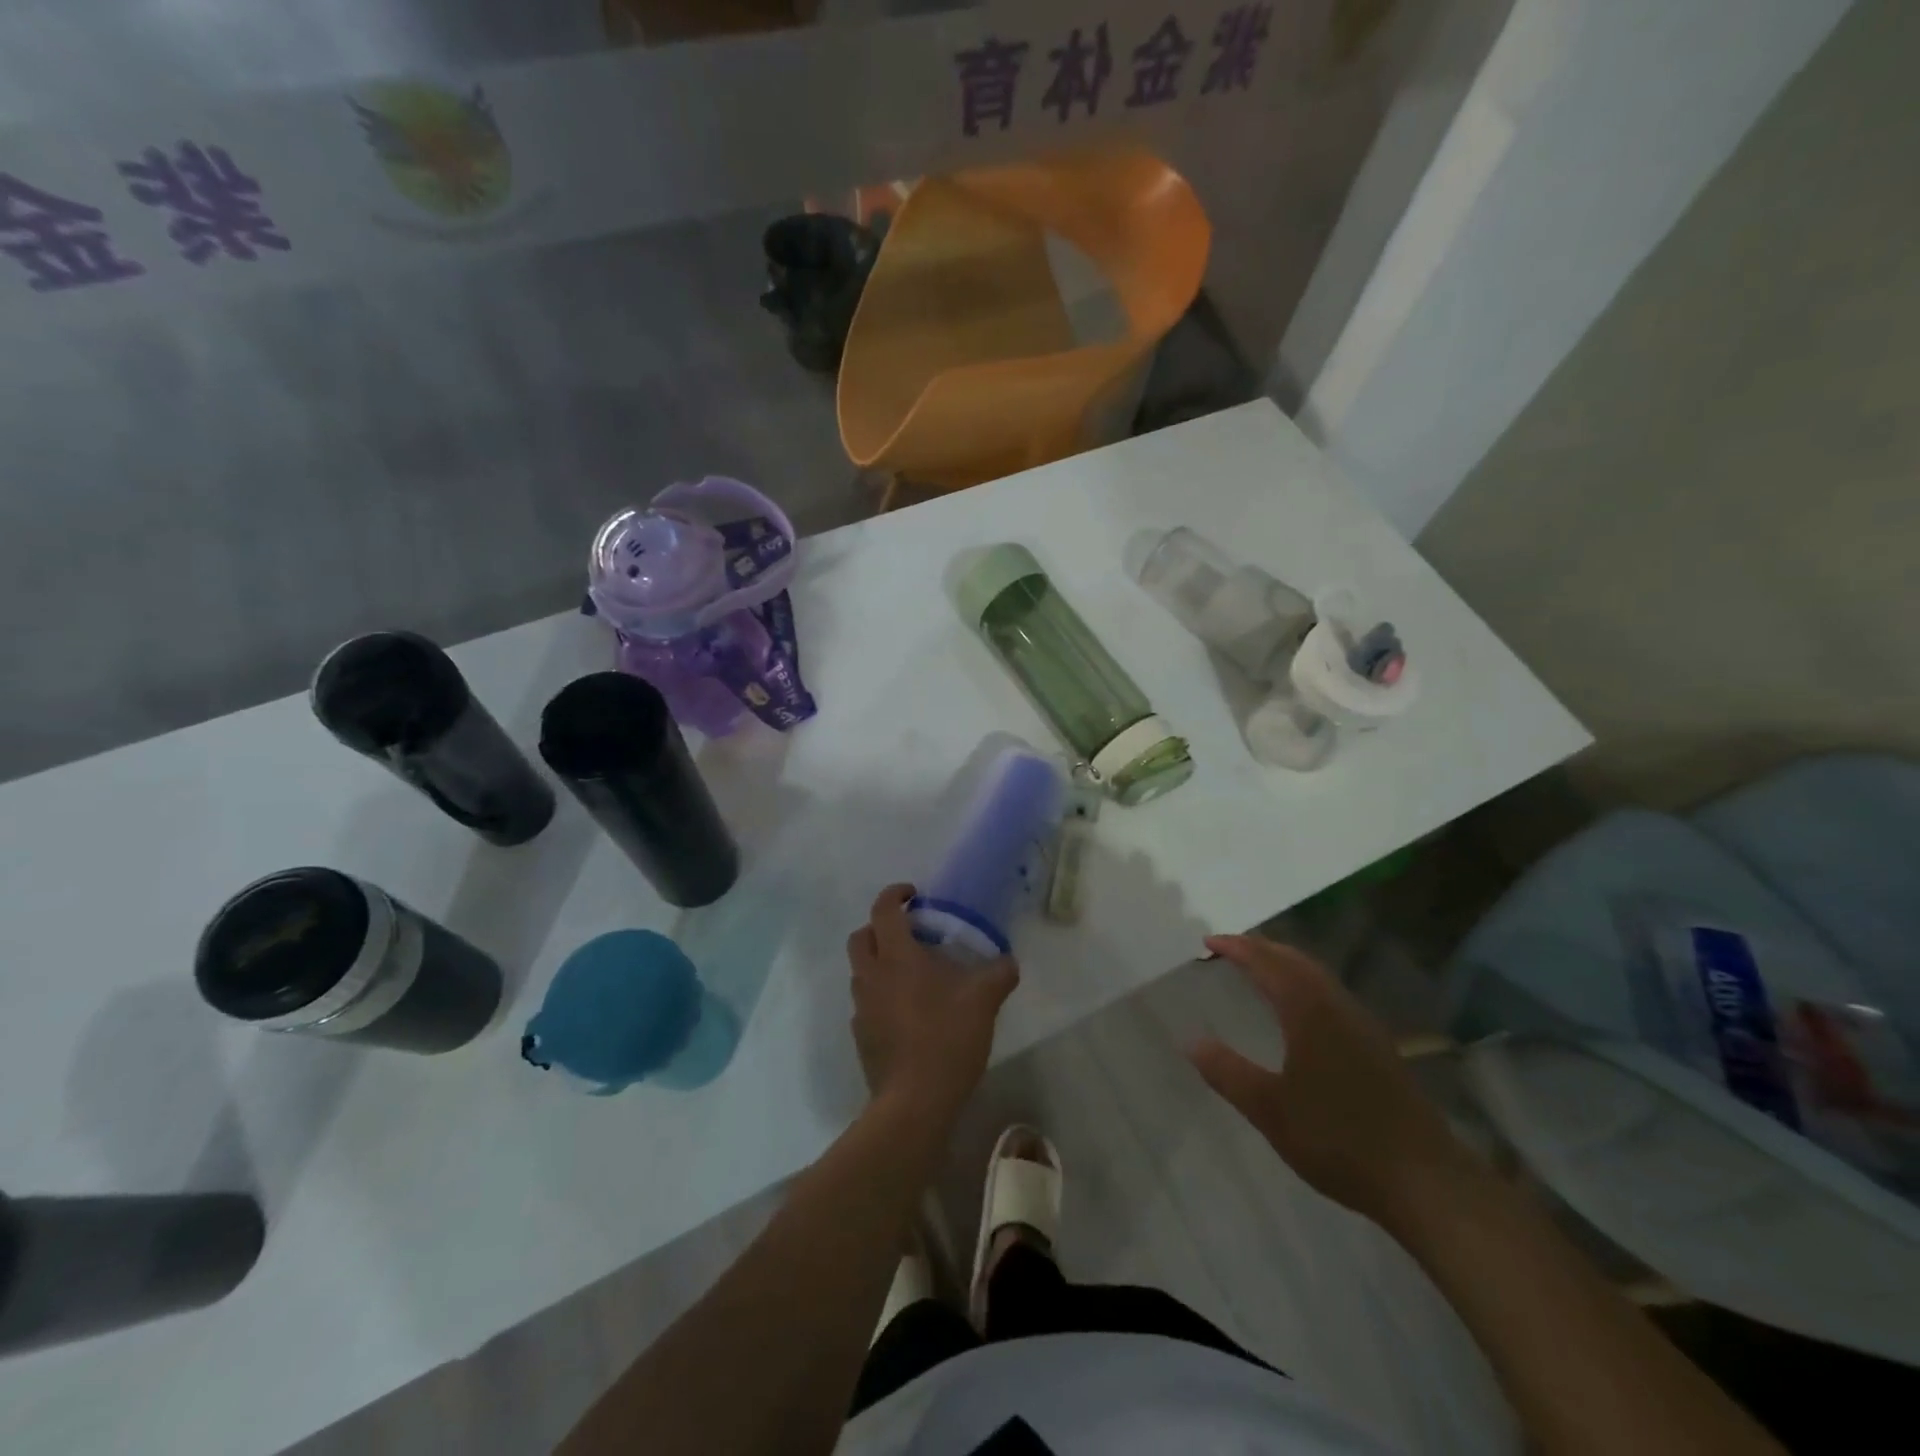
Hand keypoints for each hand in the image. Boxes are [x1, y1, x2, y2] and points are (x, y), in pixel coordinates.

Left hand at [846, 884, 1019, 1123]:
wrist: (914, 1101)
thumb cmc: (947, 1038)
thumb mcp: (983, 1001)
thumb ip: (999, 974)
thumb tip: (1008, 961)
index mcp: (896, 957)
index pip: (883, 910)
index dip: (895, 894)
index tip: (914, 895)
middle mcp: (872, 976)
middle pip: (861, 937)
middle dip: (879, 927)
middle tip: (909, 933)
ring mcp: (861, 1007)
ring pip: (861, 971)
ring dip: (879, 961)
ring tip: (913, 974)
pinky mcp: (861, 1035)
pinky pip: (866, 1002)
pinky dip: (880, 995)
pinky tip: (908, 1012)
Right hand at [1188, 934, 1476, 1226]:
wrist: (1424, 1180)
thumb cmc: (1338, 1139)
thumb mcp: (1270, 1109)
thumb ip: (1228, 1072)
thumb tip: (1191, 1041)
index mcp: (1309, 1012)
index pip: (1268, 964)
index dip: (1237, 948)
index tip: (1209, 942)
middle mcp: (1337, 1007)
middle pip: (1296, 960)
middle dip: (1262, 948)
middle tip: (1230, 947)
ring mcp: (1362, 1026)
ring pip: (1318, 976)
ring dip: (1286, 963)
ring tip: (1259, 968)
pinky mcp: (1377, 1047)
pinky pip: (1331, 994)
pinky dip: (1304, 983)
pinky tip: (1300, 1008)